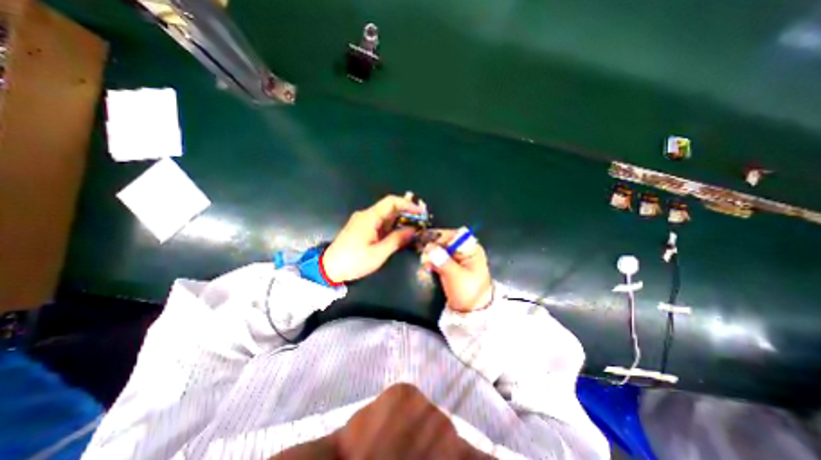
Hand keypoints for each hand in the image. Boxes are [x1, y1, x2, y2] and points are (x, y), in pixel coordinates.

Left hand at [320, 194, 422, 281]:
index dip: (408, 205)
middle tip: (421, 222)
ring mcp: (363, 221)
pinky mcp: (362, 228)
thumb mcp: (378, 253)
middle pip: (390, 207)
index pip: (392, 202)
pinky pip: (381, 223)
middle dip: (407, 213)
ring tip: (415, 228)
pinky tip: (400, 233)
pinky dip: (392, 226)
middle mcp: (367, 215)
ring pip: (386, 215)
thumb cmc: (354, 261)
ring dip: (400, 220)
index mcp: (370, 217)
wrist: (329, 268)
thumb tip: (413, 230)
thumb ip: (397, 240)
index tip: (421, 213)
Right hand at [419, 228, 488, 311]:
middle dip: (433, 246)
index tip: (426, 242)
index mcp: (471, 249)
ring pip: (440, 248)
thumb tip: (429, 247)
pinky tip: (427, 266)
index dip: (440, 237)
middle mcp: (464, 250)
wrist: (471, 311)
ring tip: (425, 263)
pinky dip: (432, 260)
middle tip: (422, 254)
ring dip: (431, 254)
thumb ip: (443, 261)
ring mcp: (457, 257)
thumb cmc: (468, 292)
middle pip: (446, 240)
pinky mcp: (450, 264)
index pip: (454, 235)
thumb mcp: (456, 276)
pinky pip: (439, 257)